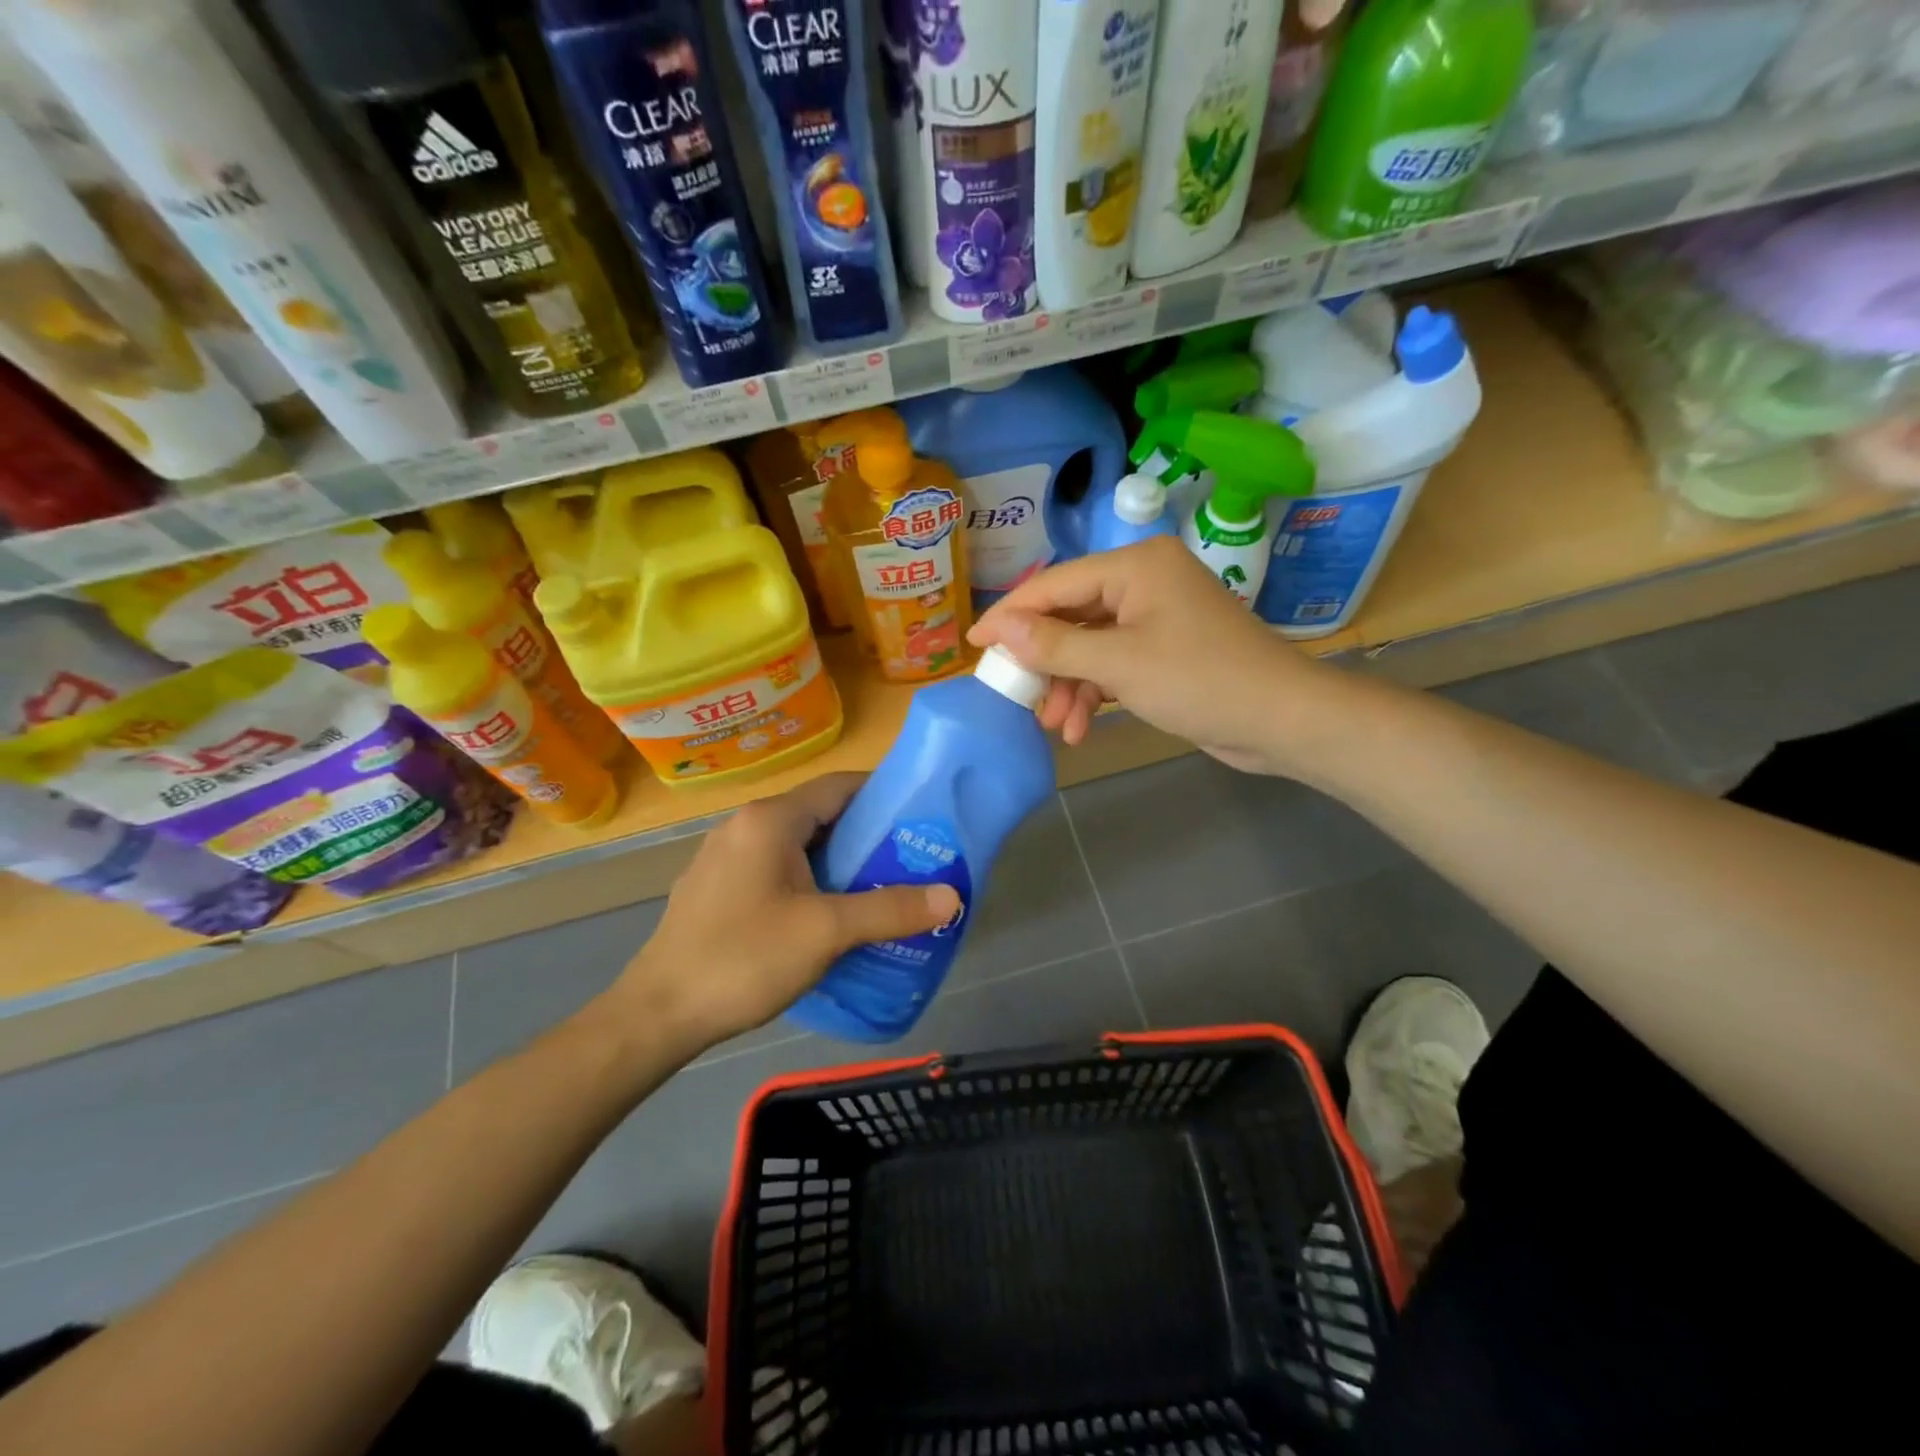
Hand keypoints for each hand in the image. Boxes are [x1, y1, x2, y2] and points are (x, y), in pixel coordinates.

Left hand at [603, 774, 961, 1051]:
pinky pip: (775, 869)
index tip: (922, 816)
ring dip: (838, 861)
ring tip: (881, 887)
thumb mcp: (826, 932)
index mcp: (770, 820)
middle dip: (867, 835)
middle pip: (820, 815)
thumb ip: (890, 910)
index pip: (839, 785)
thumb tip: (952, 896)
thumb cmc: (744, 959)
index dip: (883, 794)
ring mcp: (726, 857)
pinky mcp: (717, 888)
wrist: (658, 1014)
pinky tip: (829, 915)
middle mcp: (745, 826)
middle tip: (911, 859)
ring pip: (797, 845)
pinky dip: (809, 880)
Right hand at [968, 536, 1331, 775]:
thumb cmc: (1200, 680)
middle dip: (1044, 661)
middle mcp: (1144, 581)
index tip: (975, 645)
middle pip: (1071, 615)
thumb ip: (1054, 644)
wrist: (1282, 720)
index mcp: (1135, 565)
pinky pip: (1114, 662)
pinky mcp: (1165, 649)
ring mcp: (1157, 616)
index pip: (1055, 584)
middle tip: (1014, 694)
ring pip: (1090, 644)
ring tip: (1054, 725)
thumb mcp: (1118, 663)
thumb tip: (999, 629)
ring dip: (1069, 685)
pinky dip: (1096, 692)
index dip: (1011, 615)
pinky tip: (1081, 728)